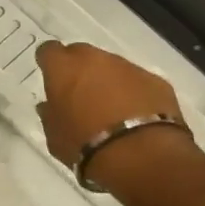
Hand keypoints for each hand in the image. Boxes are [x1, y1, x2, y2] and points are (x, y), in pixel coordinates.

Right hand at [36, 41, 187, 167]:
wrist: (140, 154)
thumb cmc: (84, 144)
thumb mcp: (54, 136)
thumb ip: (50, 115)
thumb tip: (49, 106)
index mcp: (63, 68)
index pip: (49, 51)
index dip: (49, 63)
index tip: (51, 77)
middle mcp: (95, 59)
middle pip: (82, 54)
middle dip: (79, 69)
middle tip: (79, 94)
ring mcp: (128, 67)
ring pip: (112, 67)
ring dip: (108, 81)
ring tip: (110, 109)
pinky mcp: (155, 80)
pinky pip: (138, 82)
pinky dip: (134, 93)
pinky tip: (135, 116)